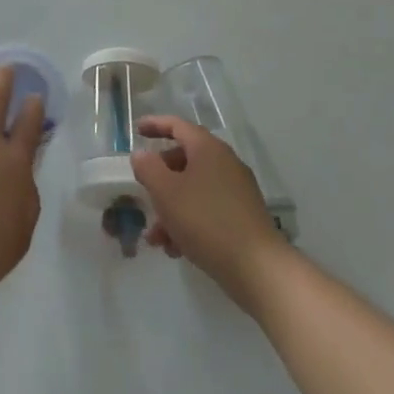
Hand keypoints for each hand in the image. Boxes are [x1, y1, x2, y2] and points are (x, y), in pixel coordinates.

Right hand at [131, 116, 289, 304]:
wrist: (258, 268)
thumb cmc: (206, 221)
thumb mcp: (166, 192)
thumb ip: (148, 168)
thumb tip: (142, 155)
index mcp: (208, 149)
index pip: (177, 126)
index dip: (155, 125)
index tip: (136, 131)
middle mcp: (225, 163)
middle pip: (184, 159)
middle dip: (160, 178)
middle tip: (143, 192)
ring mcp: (236, 190)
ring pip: (194, 189)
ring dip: (171, 208)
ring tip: (155, 238)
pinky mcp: (242, 216)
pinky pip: (207, 209)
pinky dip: (188, 222)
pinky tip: (176, 249)